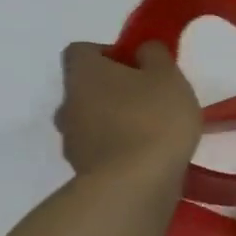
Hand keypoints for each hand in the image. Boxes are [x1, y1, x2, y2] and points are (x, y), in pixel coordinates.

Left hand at [55, 42, 201, 179]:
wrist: (135, 184)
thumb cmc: (153, 118)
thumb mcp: (167, 75)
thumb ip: (154, 55)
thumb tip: (141, 50)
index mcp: (84, 74)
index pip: (82, 50)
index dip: (109, 52)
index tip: (138, 64)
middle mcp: (68, 104)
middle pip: (86, 86)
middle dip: (114, 88)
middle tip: (150, 96)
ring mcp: (72, 140)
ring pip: (92, 118)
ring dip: (115, 118)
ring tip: (153, 128)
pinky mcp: (83, 170)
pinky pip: (101, 147)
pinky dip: (119, 146)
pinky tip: (148, 153)